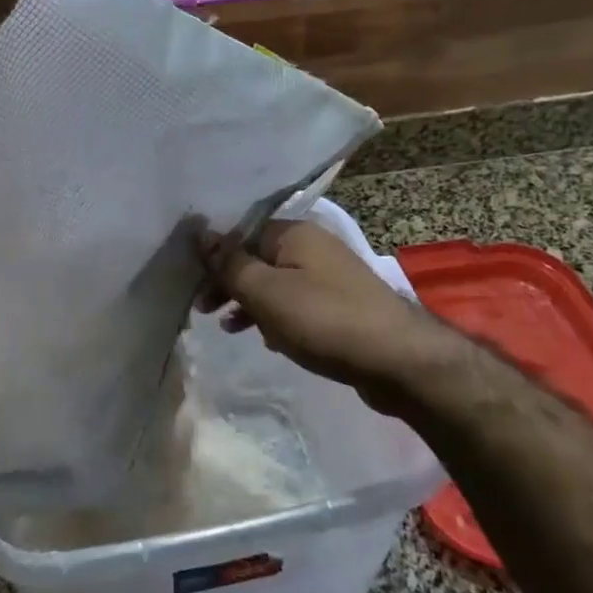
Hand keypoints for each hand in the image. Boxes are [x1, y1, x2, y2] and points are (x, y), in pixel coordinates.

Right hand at [198, 219, 447, 414]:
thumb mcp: (266, 292)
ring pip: (276, 283)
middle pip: (257, 258)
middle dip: (230, 283)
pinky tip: (269, 341)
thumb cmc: (323, 319)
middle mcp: (313, 246)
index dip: (214, 258)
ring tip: (230, 329)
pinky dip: (278, 317)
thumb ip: (230, 264)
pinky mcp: (341, 305)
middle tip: (205, 311)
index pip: (241, 234)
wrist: (398, 360)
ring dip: (251, 303)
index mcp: (294, 233)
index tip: (194, 286)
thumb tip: (201, 233)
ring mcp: (330, 276)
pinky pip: (297, 303)